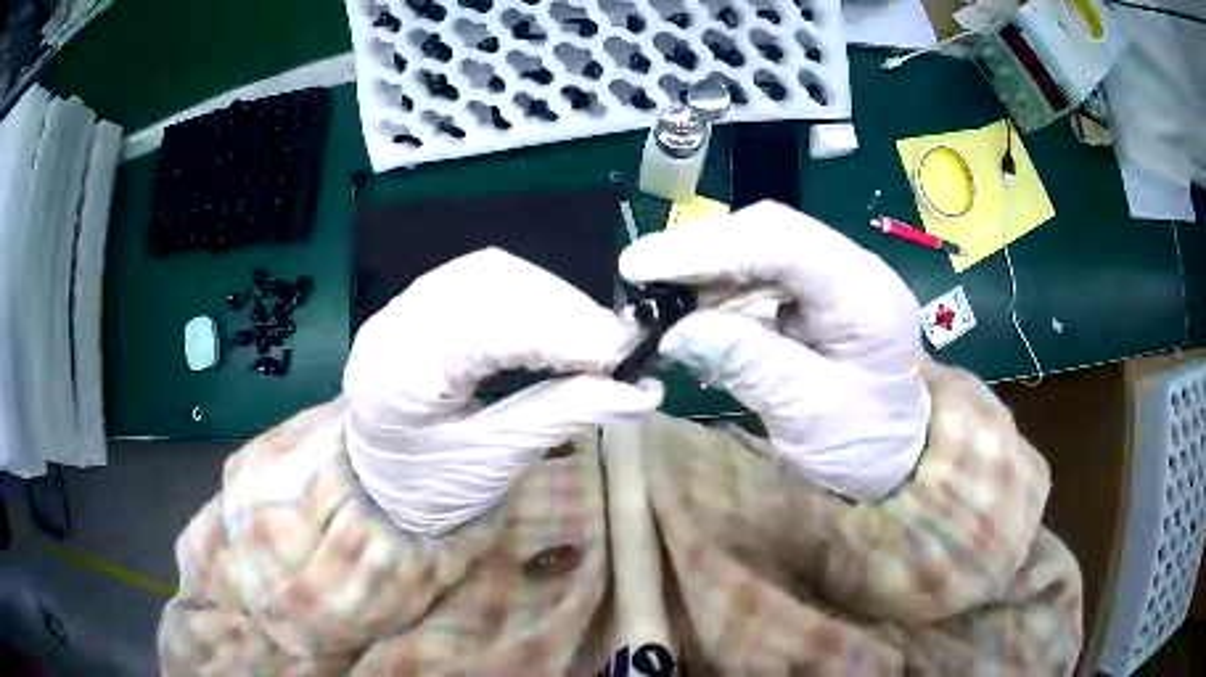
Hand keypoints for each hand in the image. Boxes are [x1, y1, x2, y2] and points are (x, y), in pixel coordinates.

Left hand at [343, 249, 662, 534]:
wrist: (382, 485)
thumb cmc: (430, 488)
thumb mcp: (494, 462)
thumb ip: (562, 415)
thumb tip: (642, 391)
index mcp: (397, 374)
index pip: (486, 325)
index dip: (561, 330)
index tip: (623, 354)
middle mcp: (393, 323)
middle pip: (488, 280)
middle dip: (563, 307)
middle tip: (616, 346)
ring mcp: (402, 305)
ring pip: (490, 271)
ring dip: (552, 297)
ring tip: (593, 337)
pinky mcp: (420, 303)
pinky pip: (483, 279)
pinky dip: (532, 296)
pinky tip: (558, 324)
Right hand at [619, 202, 929, 500]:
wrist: (898, 454)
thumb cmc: (865, 444)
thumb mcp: (808, 416)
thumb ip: (749, 364)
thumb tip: (676, 330)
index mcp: (863, 295)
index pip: (781, 243)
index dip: (707, 247)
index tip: (641, 266)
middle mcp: (850, 269)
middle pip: (766, 231)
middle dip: (697, 251)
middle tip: (638, 278)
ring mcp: (832, 277)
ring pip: (756, 249)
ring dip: (701, 270)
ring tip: (654, 300)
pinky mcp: (813, 294)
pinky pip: (757, 277)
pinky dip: (716, 291)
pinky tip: (688, 312)